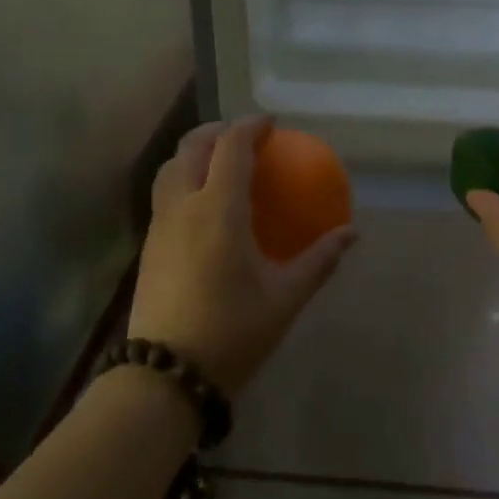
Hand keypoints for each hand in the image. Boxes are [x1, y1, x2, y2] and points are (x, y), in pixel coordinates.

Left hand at [129, 116, 357, 397]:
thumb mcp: (284, 297)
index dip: (250, 126)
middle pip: (191, 146)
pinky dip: (183, 179)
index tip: (272, 124)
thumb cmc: (232, 332)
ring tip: (219, 163)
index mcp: (218, 209)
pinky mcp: (147, 245)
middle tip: (245, 136)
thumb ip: (319, 260)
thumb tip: (351, 234)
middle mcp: (183, 206)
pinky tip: (203, 205)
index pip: (230, 147)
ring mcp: (159, 225)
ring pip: (170, 168)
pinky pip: (164, 193)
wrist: (166, 375)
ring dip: (194, 152)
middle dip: (218, 131)